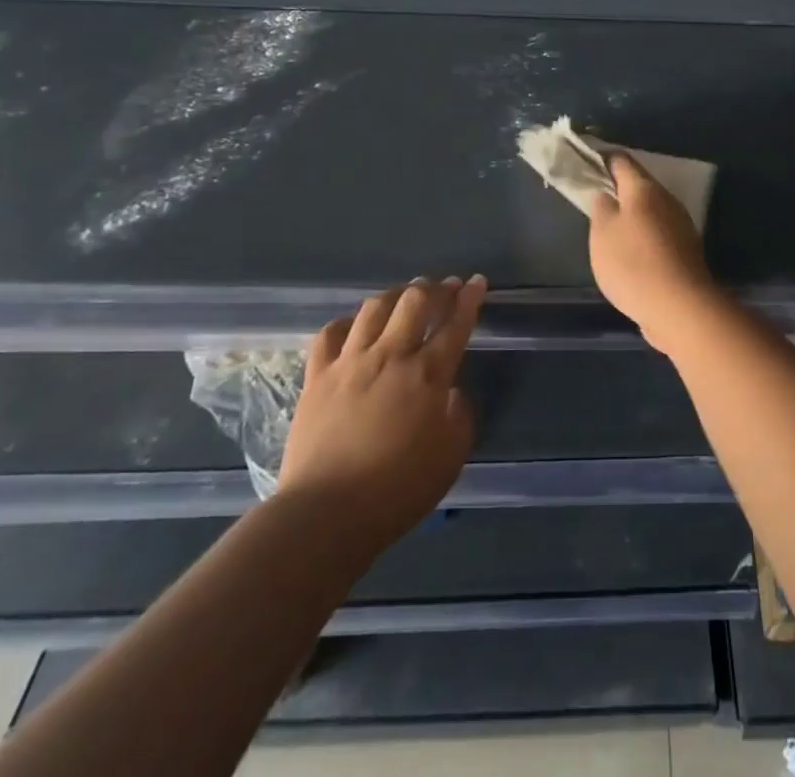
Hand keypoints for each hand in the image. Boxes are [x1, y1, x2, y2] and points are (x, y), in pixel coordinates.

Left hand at [278, 275, 485, 549]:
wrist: (325, 513)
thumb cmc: (397, 490)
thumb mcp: (450, 458)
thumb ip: (459, 417)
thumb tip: (452, 393)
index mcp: (428, 375)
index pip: (455, 324)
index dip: (469, 299)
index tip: (477, 281)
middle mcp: (391, 356)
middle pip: (415, 302)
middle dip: (434, 288)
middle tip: (443, 286)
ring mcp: (350, 362)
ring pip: (373, 308)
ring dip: (394, 294)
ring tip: (403, 295)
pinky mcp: (317, 376)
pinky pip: (330, 333)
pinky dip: (346, 322)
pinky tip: (353, 324)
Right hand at [588, 154, 721, 353]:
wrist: (681, 307)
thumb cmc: (633, 264)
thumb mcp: (602, 233)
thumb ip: (601, 208)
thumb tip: (606, 195)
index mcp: (644, 189)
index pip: (621, 161)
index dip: (602, 160)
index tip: (585, 165)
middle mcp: (667, 200)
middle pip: (639, 185)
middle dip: (617, 190)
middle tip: (595, 201)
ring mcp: (680, 225)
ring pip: (650, 210)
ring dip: (632, 215)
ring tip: (610, 230)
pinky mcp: (686, 250)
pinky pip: (659, 233)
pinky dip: (644, 236)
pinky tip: (632, 254)